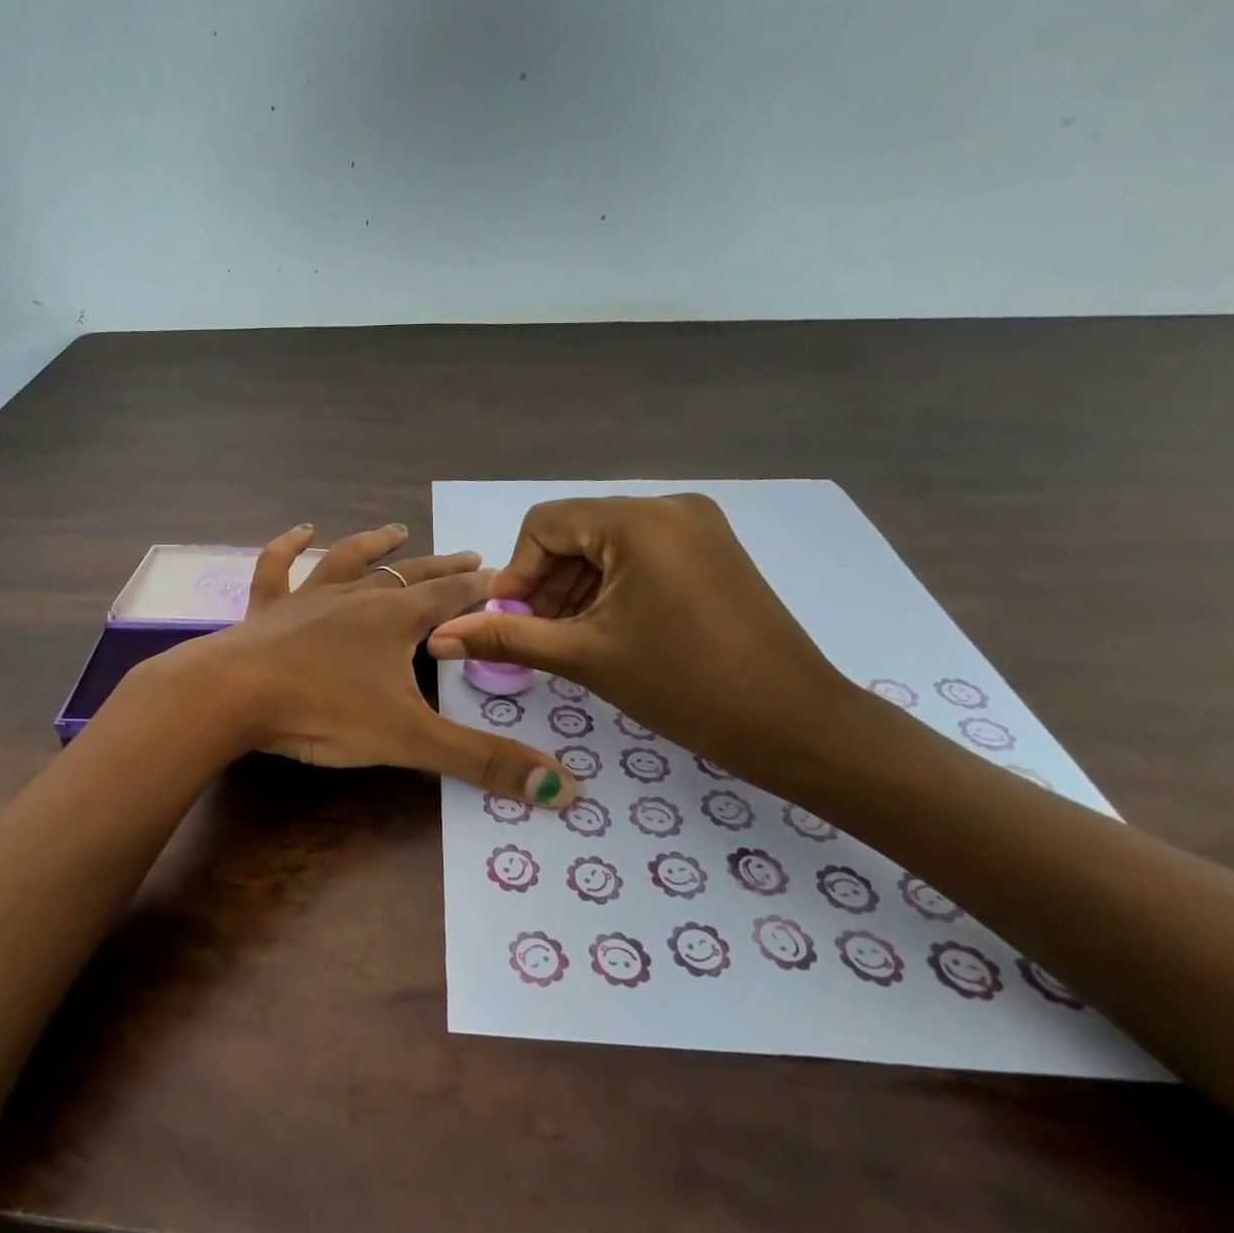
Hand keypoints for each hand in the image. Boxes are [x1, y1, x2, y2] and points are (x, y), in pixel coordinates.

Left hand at [145, 524, 575, 805]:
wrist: (233, 695)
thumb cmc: (324, 711)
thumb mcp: (410, 741)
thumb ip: (483, 761)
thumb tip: (564, 790)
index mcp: (395, 620)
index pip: (451, 597)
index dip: (480, 589)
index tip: (504, 578)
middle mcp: (356, 597)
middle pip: (409, 576)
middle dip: (442, 568)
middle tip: (470, 554)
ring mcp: (307, 598)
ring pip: (347, 561)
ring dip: (374, 546)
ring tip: (397, 530)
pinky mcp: (267, 610)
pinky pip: (277, 568)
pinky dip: (287, 547)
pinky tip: (299, 531)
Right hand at [425, 495, 854, 775]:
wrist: (795, 724)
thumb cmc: (684, 685)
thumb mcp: (584, 657)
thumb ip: (506, 636)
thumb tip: (437, 638)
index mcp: (638, 521)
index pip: (544, 524)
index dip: (517, 573)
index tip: (511, 621)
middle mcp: (669, 507)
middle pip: (575, 533)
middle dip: (546, 584)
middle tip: (538, 637)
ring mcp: (697, 527)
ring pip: (606, 546)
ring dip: (576, 589)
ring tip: (571, 641)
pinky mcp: (712, 551)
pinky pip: (640, 556)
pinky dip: (612, 587)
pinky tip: (609, 630)